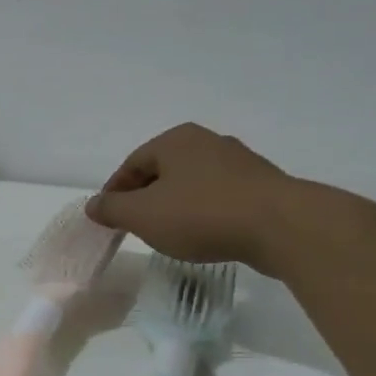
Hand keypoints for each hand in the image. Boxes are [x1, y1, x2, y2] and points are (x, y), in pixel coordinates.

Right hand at [86, 124, 296, 272]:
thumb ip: (112, 209)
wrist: (281, 226)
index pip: (132, 164)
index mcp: (175, 140)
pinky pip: (220, 197)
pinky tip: (205, 234)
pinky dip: (204, 213)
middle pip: (163, 171)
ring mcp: (239, 162)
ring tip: (169, 234)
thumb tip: (93, 204)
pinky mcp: (263, 186)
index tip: (108, 218)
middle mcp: (207, 142)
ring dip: (176, 206)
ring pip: (192, 184)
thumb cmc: (201, 214)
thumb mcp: (143, 215)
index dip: (115, 192)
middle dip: (146, 198)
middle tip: (135, 226)